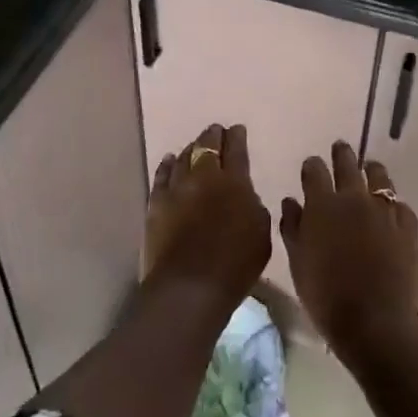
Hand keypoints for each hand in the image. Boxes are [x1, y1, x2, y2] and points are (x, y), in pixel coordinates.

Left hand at [144, 123, 271, 305]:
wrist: (189, 287)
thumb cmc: (235, 264)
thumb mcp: (261, 233)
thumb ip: (253, 206)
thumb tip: (244, 194)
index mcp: (235, 181)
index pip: (236, 149)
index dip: (237, 137)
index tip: (237, 129)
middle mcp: (204, 176)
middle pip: (207, 146)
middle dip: (213, 136)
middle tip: (216, 131)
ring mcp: (177, 188)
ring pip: (184, 156)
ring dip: (192, 148)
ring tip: (195, 145)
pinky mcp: (156, 203)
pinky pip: (162, 175)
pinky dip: (168, 164)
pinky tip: (171, 160)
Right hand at [279, 141, 417, 364]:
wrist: (375, 322)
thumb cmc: (326, 296)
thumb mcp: (298, 263)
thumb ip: (292, 227)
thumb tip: (291, 201)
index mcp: (322, 204)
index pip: (315, 170)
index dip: (312, 166)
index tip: (311, 167)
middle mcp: (354, 197)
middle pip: (347, 162)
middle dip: (341, 153)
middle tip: (340, 149)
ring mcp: (384, 210)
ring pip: (379, 176)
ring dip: (372, 171)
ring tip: (370, 170)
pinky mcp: (408, 225)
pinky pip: (400, 205)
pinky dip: (393, 205)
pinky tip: (391, 212)